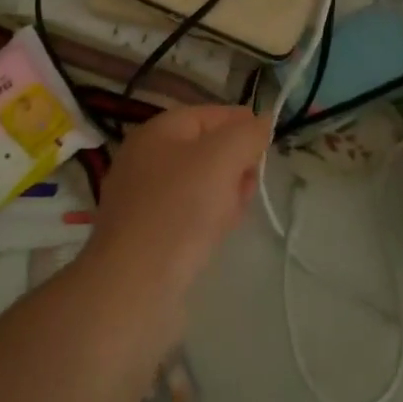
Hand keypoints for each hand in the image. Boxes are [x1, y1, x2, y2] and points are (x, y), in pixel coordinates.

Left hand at [85, 105, 268, 301]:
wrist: (134, 286)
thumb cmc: (179, 210)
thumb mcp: (222, 158)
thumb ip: (247, 134)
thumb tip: (262, 121)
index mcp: (156, 131)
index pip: (209, 114)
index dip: (242, 122)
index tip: (269, 142)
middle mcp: (144, 158)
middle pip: (205, 149)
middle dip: (234, 162)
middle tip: (250, 183)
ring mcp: (141, 198)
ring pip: (198, 183)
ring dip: (224, 192)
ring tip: (232, 214)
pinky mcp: (144, 234)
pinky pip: (186, 213)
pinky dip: (206, 218)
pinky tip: (215, 235)